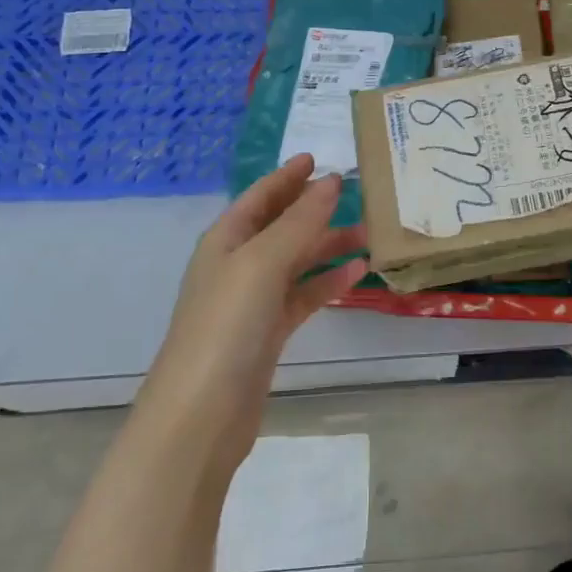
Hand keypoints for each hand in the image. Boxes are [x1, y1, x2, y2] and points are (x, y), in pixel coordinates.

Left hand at [148, 156, 366, 458]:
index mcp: (226, 240)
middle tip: (359, 193)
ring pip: (298, 260)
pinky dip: (329, 281)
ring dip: (330, 244)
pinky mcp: (270, 332)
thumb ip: (300, 221)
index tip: (318, 158)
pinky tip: (358, 272)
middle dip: (316, 209)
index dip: (287, 176)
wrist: (202, 413)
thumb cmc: (226, 325)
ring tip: (370, 232)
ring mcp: (254, 300)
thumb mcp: (263, 262)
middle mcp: (238, 264)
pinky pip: (304, 295)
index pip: (260, 196)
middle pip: (282, 225)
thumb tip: (332, 181)